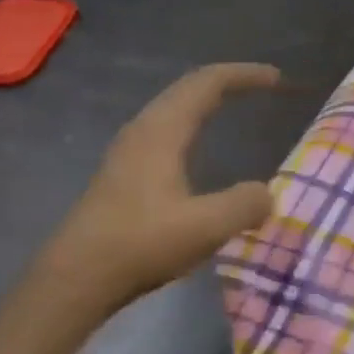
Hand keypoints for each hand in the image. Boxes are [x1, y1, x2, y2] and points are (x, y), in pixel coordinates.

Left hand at [39, 63, 281, 315]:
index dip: (244, 75)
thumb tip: (267, 194)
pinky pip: (164, 128)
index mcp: (162, 130)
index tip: (277, 79)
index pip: (208, 83)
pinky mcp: (122, 171)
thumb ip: (244, 204)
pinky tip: (196, 149)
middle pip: (188, 88)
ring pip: (172, 107)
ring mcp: (128, 150)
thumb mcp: (205, 227)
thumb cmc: (140, 244)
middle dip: (227, 81)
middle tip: (263, 86)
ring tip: (233, 107)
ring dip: (205, 100)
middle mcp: (143, 129)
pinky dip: (190, 123)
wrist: (76, 277)